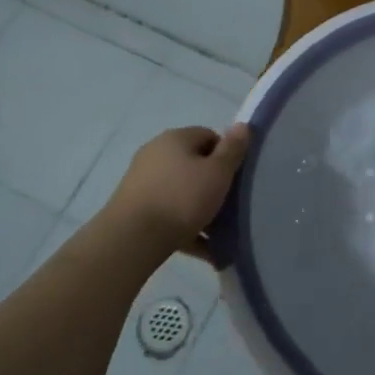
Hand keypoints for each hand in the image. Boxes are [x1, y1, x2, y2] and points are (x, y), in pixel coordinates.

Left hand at [102, 124, 250, 253]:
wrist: (132, 239)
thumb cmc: (182, 199)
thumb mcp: (217, 173)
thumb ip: (232, 150)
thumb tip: (242, 125)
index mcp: (175, 139)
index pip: (208, 136)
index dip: (226, 155)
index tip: (236, 178)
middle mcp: (155, 154)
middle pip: (193, 164)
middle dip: (212, 184)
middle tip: (229, 205)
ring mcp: (141, 182)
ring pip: (180, 192)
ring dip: (199, 209)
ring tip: (219, 234)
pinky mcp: (134, 209)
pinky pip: (168, 214)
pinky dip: (185, 228)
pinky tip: (204, 250)